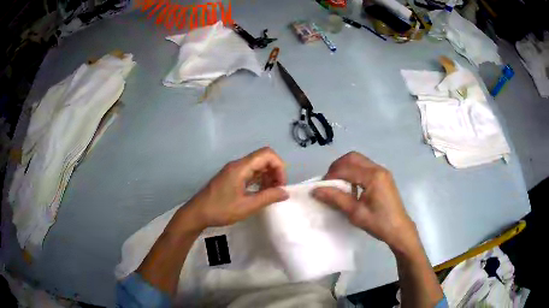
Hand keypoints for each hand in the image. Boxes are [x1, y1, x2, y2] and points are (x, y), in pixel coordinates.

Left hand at [185, 147, 288, 229]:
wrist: (197, 213)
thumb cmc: (220, 210)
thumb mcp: (247, 206)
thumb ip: (268, 197)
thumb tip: (285, 192)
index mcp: (241, 167)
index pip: (267, 154)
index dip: (279, 166)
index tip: (281, 185)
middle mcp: (238, 165)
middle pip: (263, 158)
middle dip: (275, 172)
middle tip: (277, 191)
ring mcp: (234, 171)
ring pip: (257, 166)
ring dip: (268, 177)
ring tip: (270, 194)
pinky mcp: (231, 177)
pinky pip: (250, 173)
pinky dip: (259, 181)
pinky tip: (260, 193)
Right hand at [312, 152, 417, 251]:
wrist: (399, 230)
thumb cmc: (378, 223)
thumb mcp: (355, 213)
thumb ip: (336, 198)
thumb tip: (315, 190)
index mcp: (373, 176)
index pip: (346, 168)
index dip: (331, 176)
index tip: (321, 187)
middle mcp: (378, 169)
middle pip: (353, 157)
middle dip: (337, 166)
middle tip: (329, 182)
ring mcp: (382, 172)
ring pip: (359, 160)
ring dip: (345, 168)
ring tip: (337, 184)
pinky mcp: (383, 177)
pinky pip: (364, 167)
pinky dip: (353, 172)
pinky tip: (351, 187)